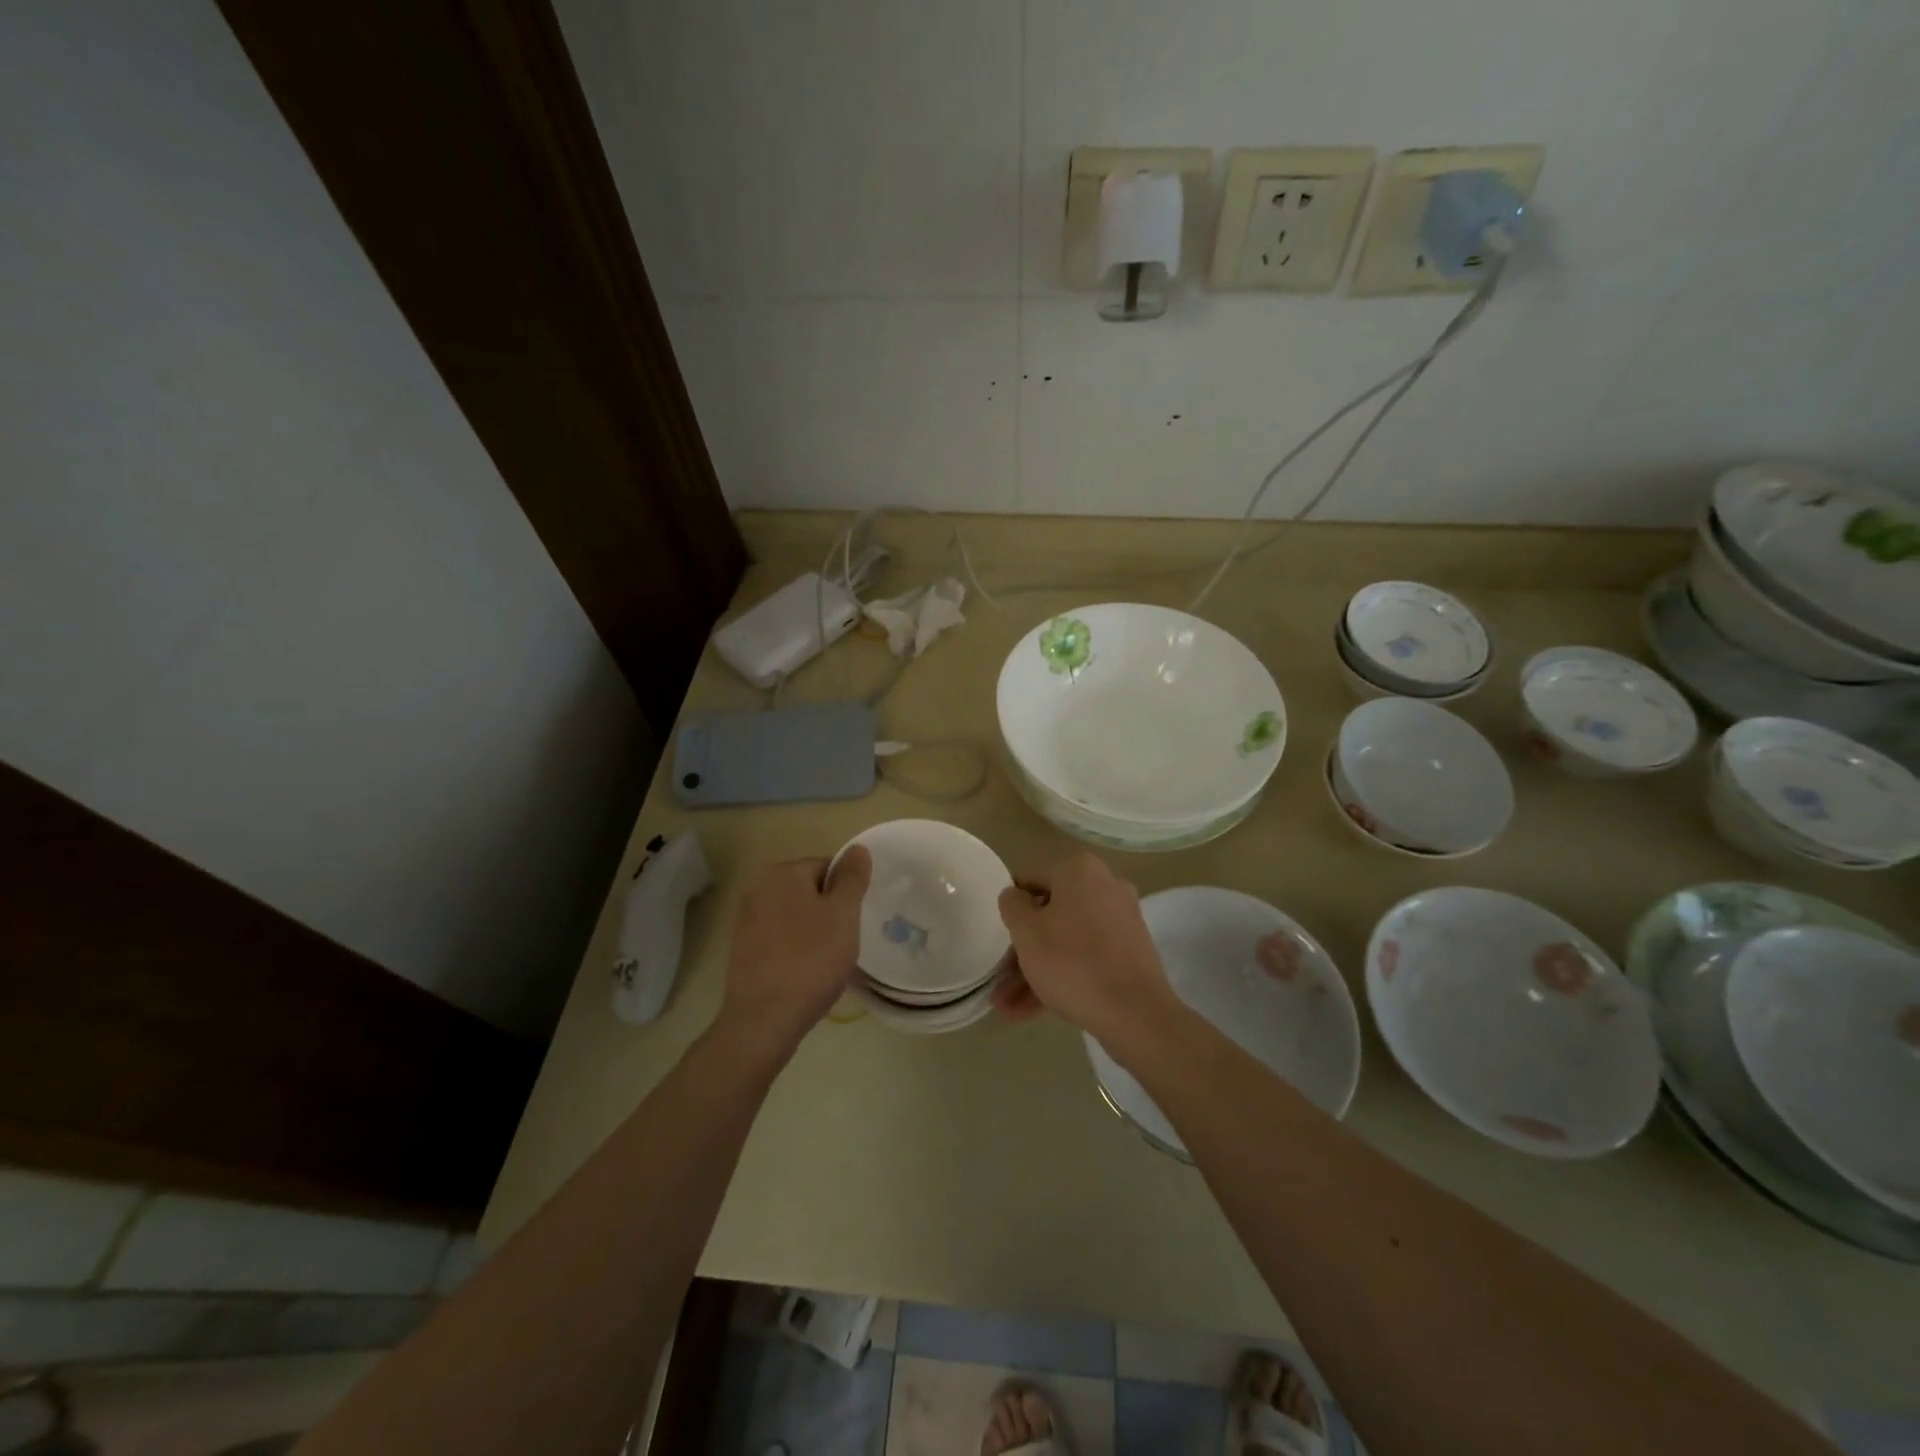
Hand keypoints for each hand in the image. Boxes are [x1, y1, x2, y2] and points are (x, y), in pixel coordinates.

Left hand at [716, 848, 870, 1058]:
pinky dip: (797, 951)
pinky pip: (781, 940)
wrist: (764, 1019)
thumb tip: (858, 849)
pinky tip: (807, 975)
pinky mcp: (744, 951)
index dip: (847, 892)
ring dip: (815, 933)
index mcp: (782, 873)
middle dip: (831, 913)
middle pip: (810, 891)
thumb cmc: (811, 959)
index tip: (855, 920)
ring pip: (797, 918)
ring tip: (828, 962)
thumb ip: (852, 878)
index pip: (828, 867)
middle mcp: (758, 889)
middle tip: (845, 941)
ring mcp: (747, 921)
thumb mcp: (843, 914)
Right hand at [994, 851, 1179, 1055]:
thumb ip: (1012, 905)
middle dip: (1022, 952)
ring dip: (1035, 972)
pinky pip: (1086, 958)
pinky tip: (1031, 1011)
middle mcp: (1105, 887)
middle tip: (999, 982)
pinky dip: (1061, 978)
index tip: (997, 937)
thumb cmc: (1071, 962)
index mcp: (1080, 870)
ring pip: (1066, 942)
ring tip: (1007, 1009)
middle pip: (1050, 916)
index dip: (1010, 910)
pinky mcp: (1130, 953)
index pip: (1031, 882)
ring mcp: (1121, 921)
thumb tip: (1015, 895)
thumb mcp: (1026, 931)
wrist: (1135, 1013)